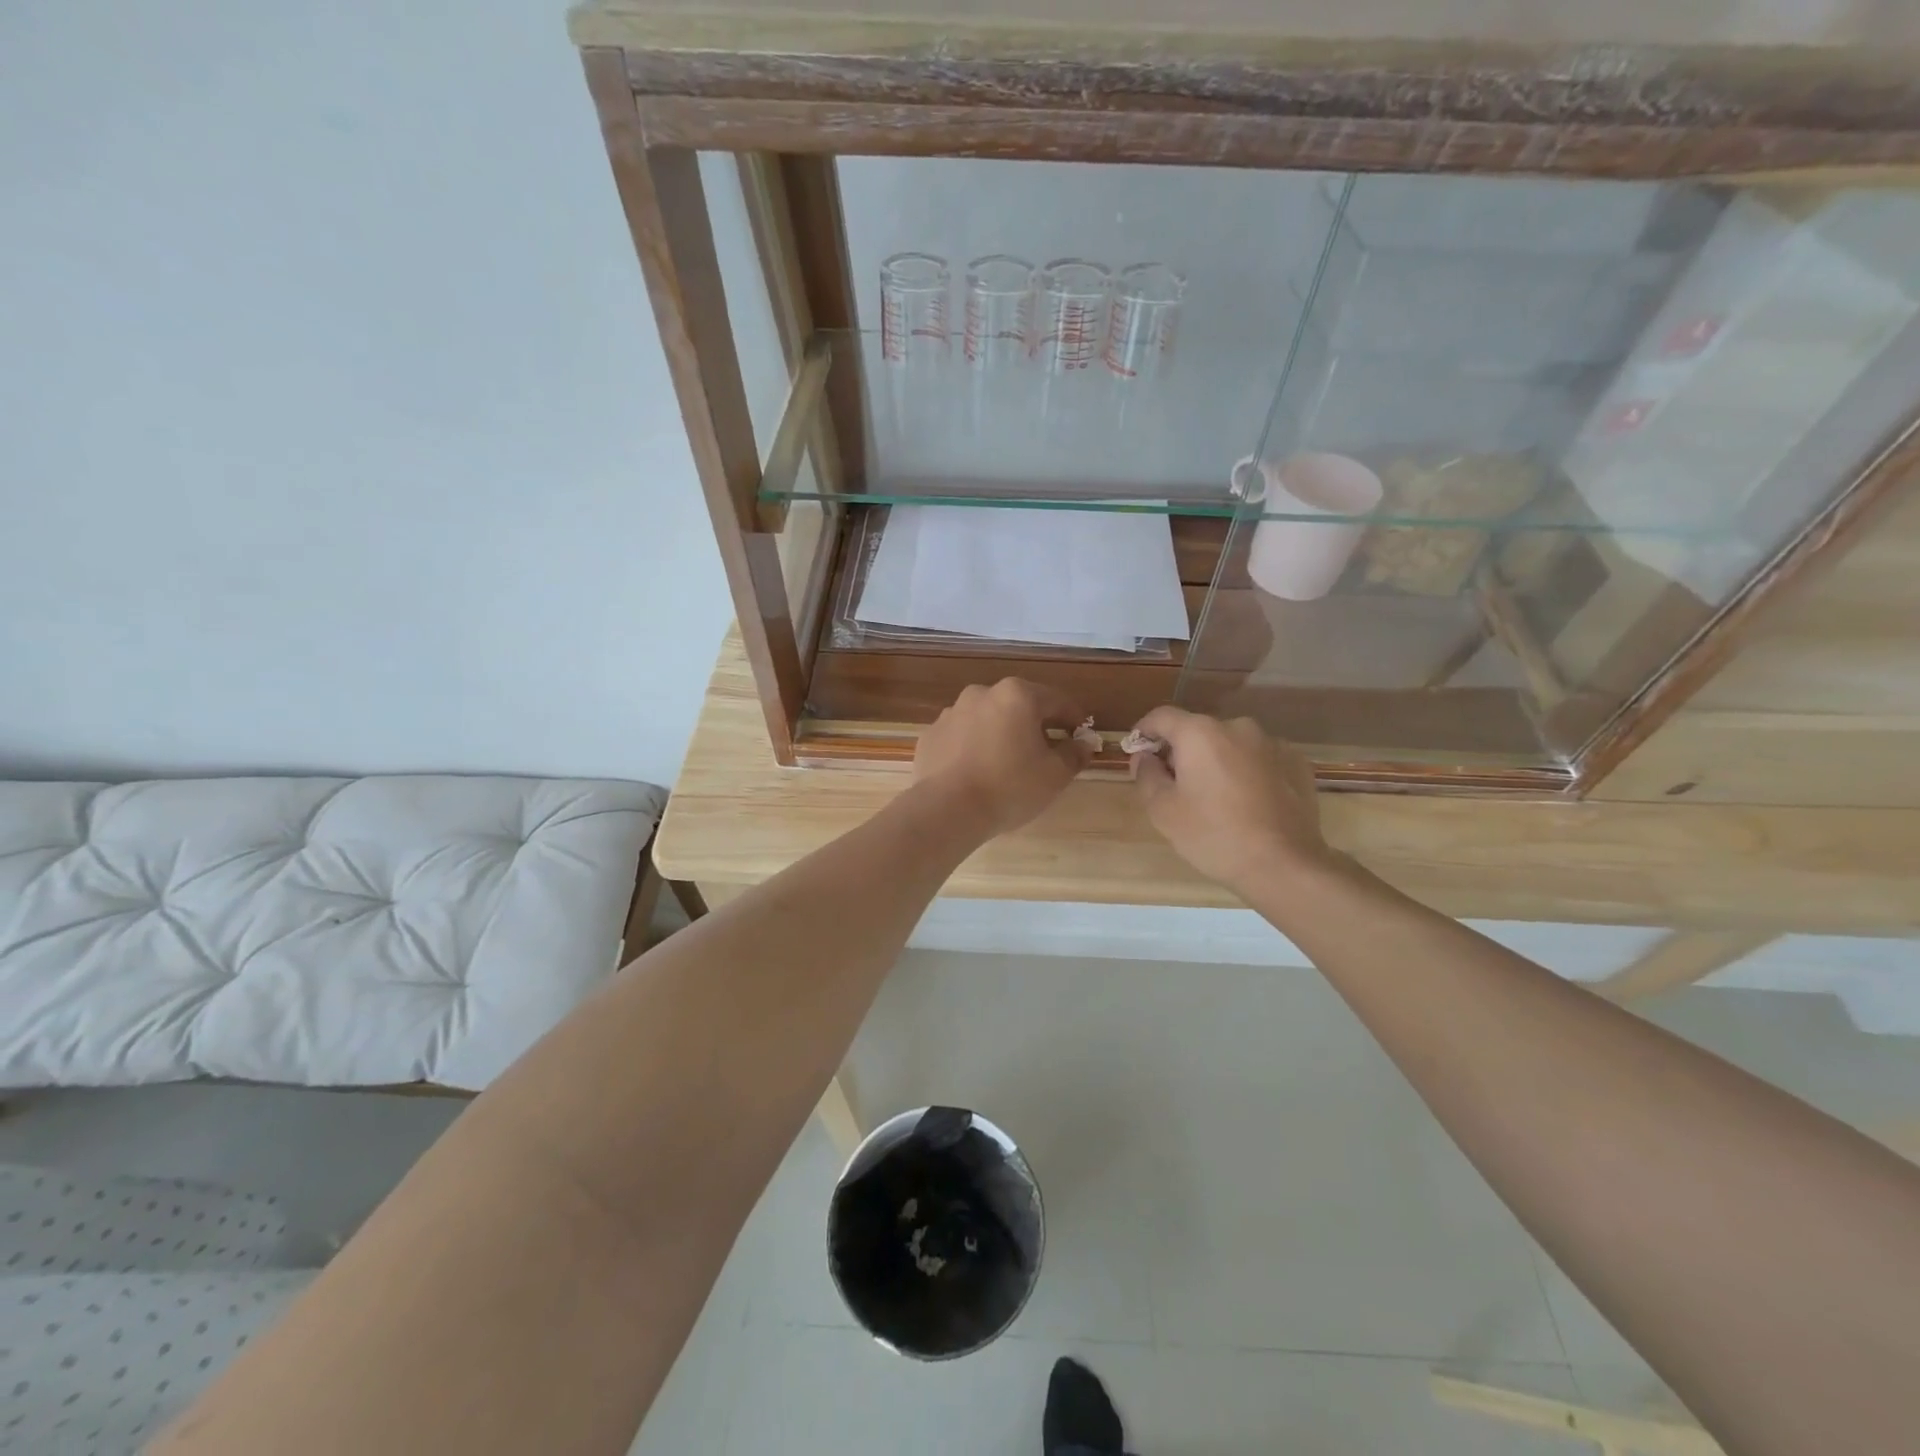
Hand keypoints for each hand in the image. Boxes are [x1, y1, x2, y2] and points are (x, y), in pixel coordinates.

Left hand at [912, 679, 1094, 839]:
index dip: (1074, 719)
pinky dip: (973, 748)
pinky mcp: (931, 735)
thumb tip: (1084, 743)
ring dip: (1001, 734)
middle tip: (1045, 753)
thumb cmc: (1010, 787)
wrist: (947, 809)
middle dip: (1035, 726)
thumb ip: (1074, 754)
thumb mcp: (1055, 775)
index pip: (1057, 701)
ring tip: (1007, 765)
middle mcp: (981, 693)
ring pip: (987, 719)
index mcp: (1017, 695)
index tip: (1081, 737)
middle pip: (1019, 706)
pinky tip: (976, 772)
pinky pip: (961, 737)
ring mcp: (951, 713)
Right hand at [1128, 706, 1335, 894]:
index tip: (1138, 751)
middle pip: (1198, 731)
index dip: (1144, 731)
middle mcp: (1237, 727)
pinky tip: (1247, 802)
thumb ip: (1146, 775)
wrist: (1284, 865)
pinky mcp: (1296, 763)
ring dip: (1217, 761)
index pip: (1162, 717)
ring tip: (1215, 797)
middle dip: (1182, 751)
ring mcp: (1272, 743)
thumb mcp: (1163, 810)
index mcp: (1200, 733)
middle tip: (1175, 785)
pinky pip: (1259, 759)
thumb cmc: (1213, 835)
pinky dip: (1247, 772)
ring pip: (1231, 745)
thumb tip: (1145, 756)